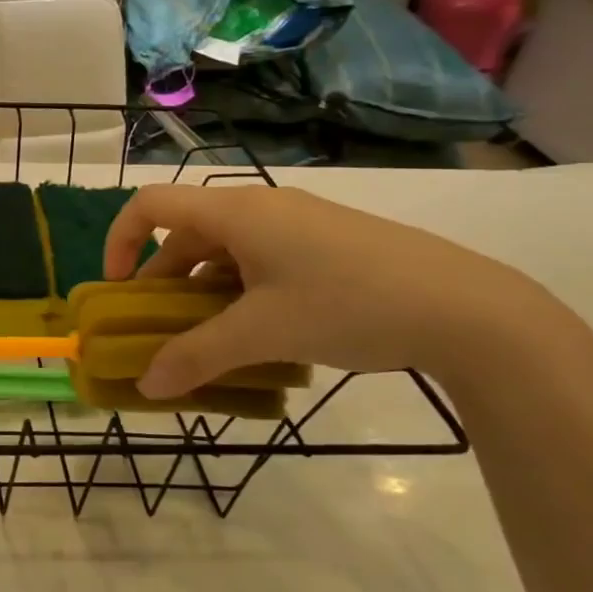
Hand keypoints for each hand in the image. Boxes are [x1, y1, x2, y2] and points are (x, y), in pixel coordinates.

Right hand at [103, 185, 574, 396]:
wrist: (472, 310)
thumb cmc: (349, 305)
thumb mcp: (263, 335)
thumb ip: (196, 357)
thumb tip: (145, 386)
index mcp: (236, 213)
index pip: (151, 204)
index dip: (120, 240)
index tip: (119, 288)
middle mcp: (262, 208)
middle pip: (188, 234)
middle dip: (164, 282)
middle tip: (163, 329)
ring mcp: (299, 224)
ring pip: (227, 251)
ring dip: (205, 292)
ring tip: (212, 340)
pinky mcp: (329, 244)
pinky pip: (262, 260)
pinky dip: (243, 292)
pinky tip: (262, 334)